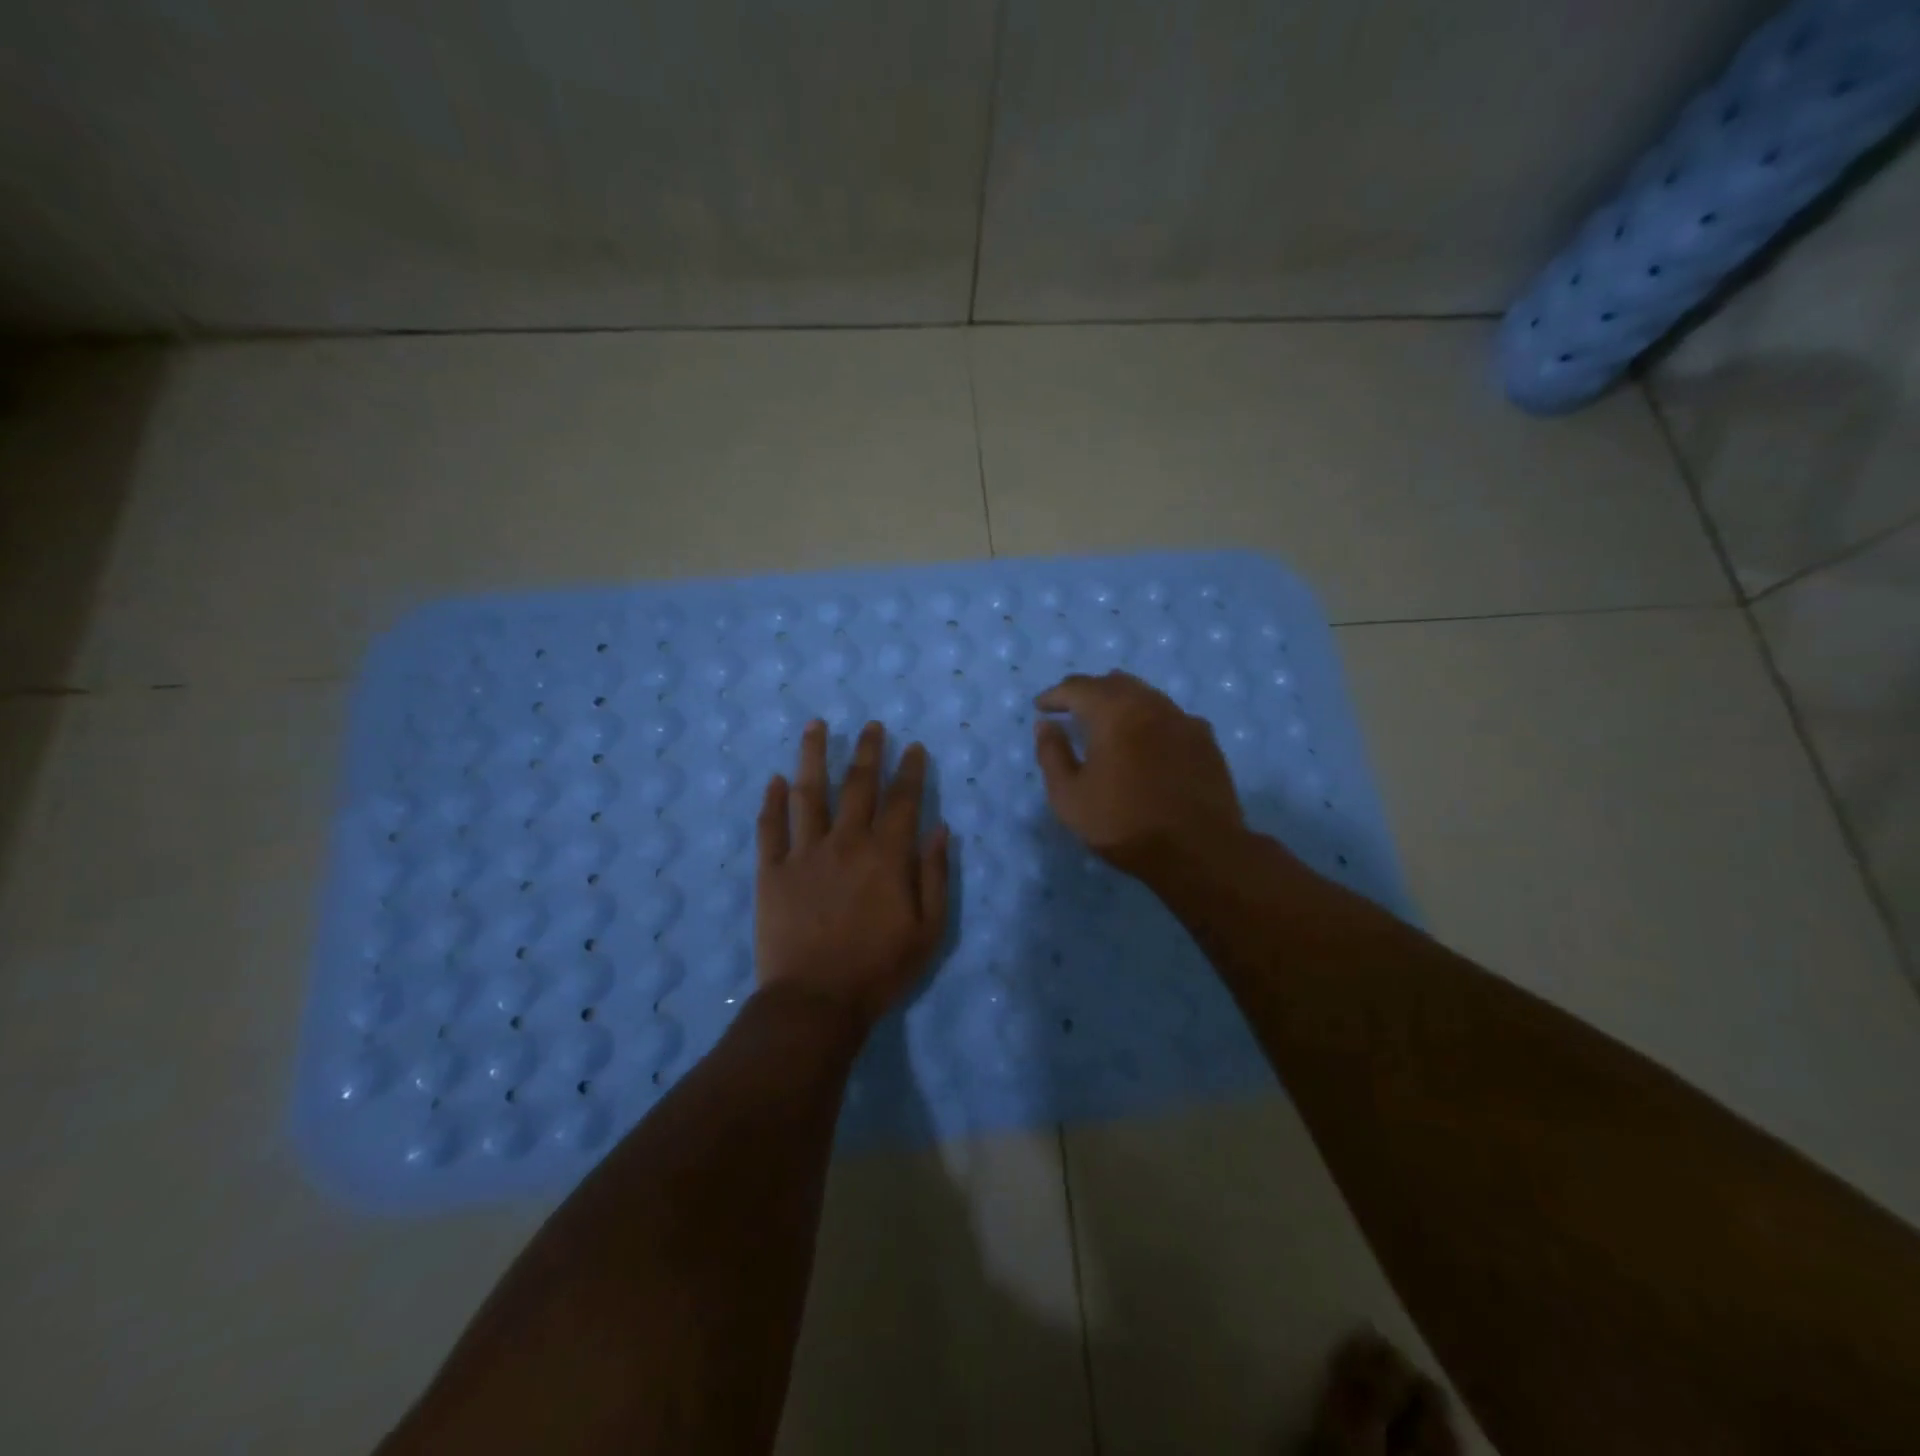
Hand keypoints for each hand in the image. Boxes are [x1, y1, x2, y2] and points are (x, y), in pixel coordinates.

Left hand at [755, 719, 950, 1030]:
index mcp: (886, 855)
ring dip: (813, 756)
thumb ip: (935, 876)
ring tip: (815, 725)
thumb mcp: (928, 930)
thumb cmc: (879, 970)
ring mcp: (804, 853)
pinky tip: (775, 780)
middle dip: (867, 751)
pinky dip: (772, 801)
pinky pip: (770, 827)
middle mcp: (845, 842)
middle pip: (857, 785)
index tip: (913, 747)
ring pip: (809, 793)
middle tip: (871, 725)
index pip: (902, 799)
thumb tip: (940, 830)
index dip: (909, 770)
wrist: (815, 1002)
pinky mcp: (772, 871)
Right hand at [1033, 671, 1246, 879]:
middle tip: (1071, 709)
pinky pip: (1170, 717)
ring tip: (1108, 724)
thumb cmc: (1124, 824)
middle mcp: (1150, 704)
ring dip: (1121, 703)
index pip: (1077, 688)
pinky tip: (1148, 742)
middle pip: (1114, 683)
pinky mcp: (1205, 740)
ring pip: (1145, 696)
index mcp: (1114, 712)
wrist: (1198, 851)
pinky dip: (1150, 720)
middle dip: (1088, 692)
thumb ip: (1052, 754)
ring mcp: (1183, 719)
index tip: (1041, 707)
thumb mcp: (1069, 797)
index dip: (1055, 695)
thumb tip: (1046, 725)